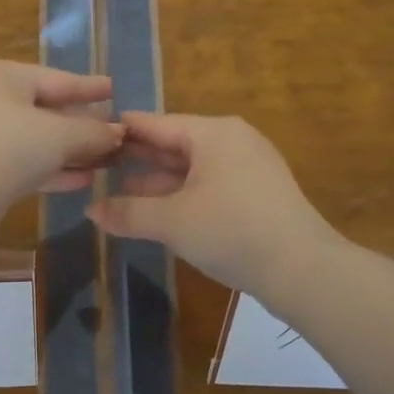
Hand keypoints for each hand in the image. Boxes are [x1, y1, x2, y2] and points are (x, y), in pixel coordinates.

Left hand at [0, 61, 123, 213]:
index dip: (89, 87)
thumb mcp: (61, 135)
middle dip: (82, 124)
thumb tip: (119, 132)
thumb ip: (94, 131)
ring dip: (71, 150)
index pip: (56, 78)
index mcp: (0, 75)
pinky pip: (24, 161)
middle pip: (45, 108)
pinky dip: (52, 167)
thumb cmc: (10, 148)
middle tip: (115, 130)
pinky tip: (84, 179)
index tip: (114, 87)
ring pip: (36, 138)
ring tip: (107, 158)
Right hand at [87, 112, 335, 293]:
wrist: (303, 270)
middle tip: (98, 164)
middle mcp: (232, 141)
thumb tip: (90, 211)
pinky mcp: (258, 193)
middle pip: (174, 143)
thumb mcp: (171, 222)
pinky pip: (209, 183)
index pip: (156, 123)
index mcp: (213, 133)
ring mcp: (249, 167)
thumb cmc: (231, 231)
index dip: (122, 130)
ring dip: (158, 180)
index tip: (91, 134)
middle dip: (138, 158)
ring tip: (119, 189)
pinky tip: (158, 209)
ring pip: (192, 167)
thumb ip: (127, 213)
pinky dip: (182, 193)